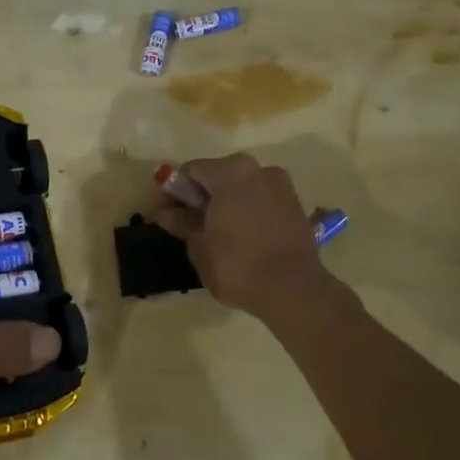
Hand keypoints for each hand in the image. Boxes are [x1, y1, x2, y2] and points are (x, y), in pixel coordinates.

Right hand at [151, 153, 329, 318]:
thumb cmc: (237, 265)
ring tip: (215, 231)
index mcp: (231, 172)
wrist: (293, 290)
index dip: (173, 191)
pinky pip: (261, 200)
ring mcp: (281, 186)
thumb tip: (165, 212)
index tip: (164, 213)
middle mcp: (258, 169)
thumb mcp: (199, 246)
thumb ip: (181, 223)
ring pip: (242, 187)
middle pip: (218, 175)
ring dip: (225, 202)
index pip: (191, 171)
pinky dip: (246, 210)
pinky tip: (240, 235)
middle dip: (200, 195)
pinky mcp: (296, 205)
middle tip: (187, 223)